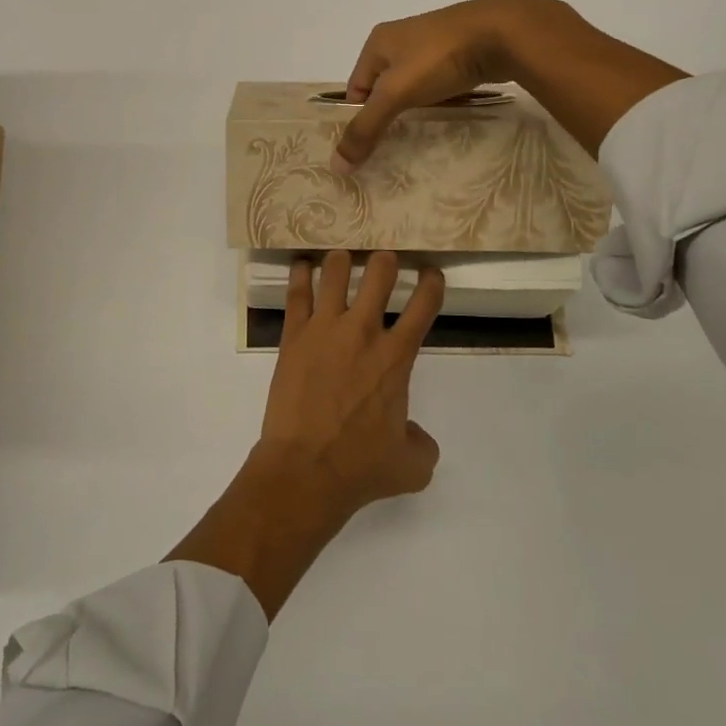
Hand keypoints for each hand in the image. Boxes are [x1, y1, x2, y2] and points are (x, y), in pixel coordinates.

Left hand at [166, 250, 443, 618]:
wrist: (305, 469)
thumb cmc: (360, 466)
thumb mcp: (412, 465)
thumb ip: (422, 443)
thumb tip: (415, 434)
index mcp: (397, 357)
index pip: (424, 305)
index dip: (431, 283)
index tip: (430, 274)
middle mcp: (363, 332)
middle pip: (379, 274)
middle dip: (385, 260)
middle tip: (384, 259)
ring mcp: (325, 329)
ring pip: (335, 273)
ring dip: (342, 260)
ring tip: (342, 256)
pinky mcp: (293, 336)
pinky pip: (297, 294)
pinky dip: (300, 275)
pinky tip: (302, 265)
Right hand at [333, 0, 688, 171]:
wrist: (504, 33)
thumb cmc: (438, 58)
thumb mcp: (395, 95)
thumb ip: (366, 129)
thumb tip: (336, 166)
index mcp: (377, 42)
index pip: (355, 89)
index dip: (360, 118)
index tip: (371, 148)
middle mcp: (402, 39)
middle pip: (385, 89)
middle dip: (390, 116)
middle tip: (396, 148)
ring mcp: (435, 44)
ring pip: (416, 87)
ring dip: (419, 110)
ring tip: (425, 136)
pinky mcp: (462, 52)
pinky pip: (443, 84)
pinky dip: (444, 102)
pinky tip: (452, 118)